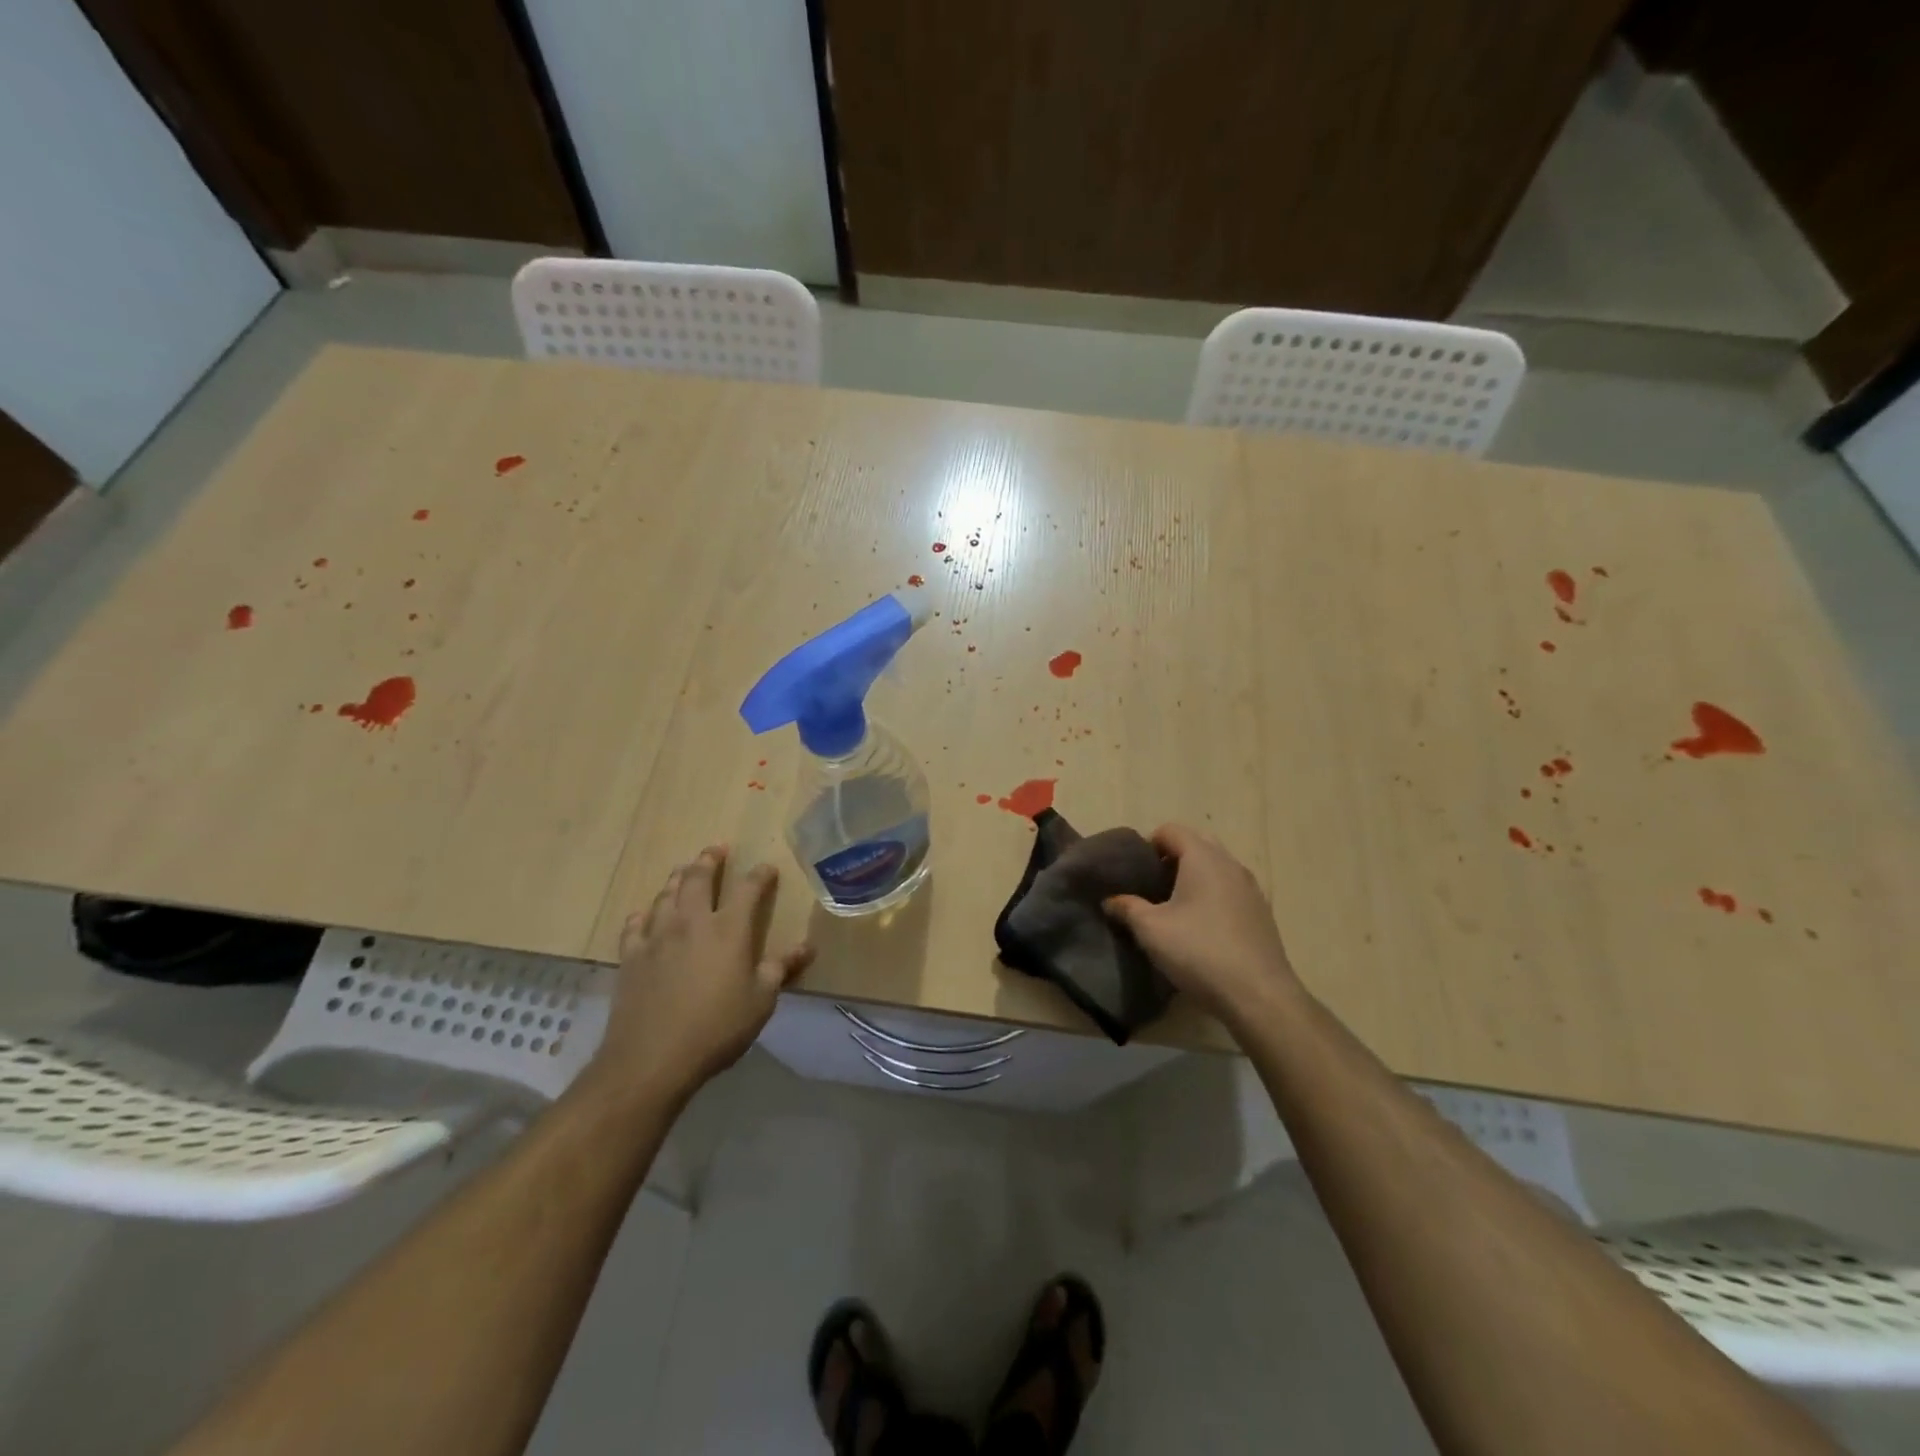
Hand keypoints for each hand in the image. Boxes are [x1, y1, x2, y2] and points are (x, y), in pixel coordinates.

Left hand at [588, 845, 813, 1102]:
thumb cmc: (716, 1028)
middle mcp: (692, 922)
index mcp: (729, 929)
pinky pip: (635, 925)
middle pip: (697, 878)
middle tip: (715, 849)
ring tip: (682, 871)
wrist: (652, 1058)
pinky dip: (643, 915)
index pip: (748, 889)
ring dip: (676, 879)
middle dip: (708, 861)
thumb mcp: (761, 1001)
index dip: (760, 875)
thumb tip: (807, 946)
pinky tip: (645, 916)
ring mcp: (657, 936)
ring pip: (666, 895)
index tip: (767, 869)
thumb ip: (781, 968)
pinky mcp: (631, 956)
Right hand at [1104, 824, 1302, 1026]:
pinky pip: (1231, 888)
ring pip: (1217, 866)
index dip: (1148, 844)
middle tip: (1153, 885)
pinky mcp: (1262, 912)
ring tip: (1175, 906)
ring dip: (1195, 875)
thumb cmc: (1199, 951)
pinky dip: (1213, 894)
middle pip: (1197, 842)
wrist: (1258, 995)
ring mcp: (1251, 887)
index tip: (1135, 872)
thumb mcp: (1151, 930)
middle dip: (1172, 856)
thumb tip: (1110, 900)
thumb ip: (1127, 908)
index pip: (1171, 830)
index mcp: (1203, 858)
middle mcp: (1230, 864)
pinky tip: (1202, 926)